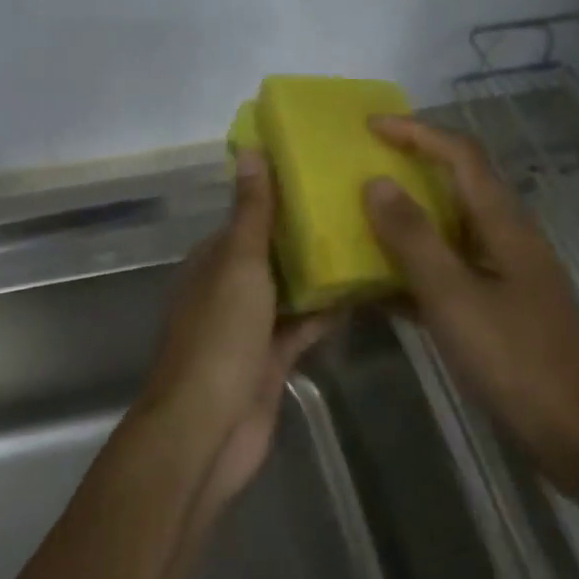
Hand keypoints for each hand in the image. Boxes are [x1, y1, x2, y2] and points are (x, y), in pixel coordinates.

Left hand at [135, 150, 332, 516]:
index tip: (322, 176)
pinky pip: (303, 327)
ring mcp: (250, 328)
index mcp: (213, 262)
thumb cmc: (220, 336)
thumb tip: (249, 150)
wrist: (208, 427)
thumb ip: (251, 212)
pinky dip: (326, 313)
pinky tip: (364, 294)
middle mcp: (229, 290)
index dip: (279, 198)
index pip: (248, 220)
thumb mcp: (238, 264)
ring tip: (370, 241)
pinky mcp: (271, 360)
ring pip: (290, 291)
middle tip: (360, 206)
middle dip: (307, 236)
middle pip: (272, 255)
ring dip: (320, 273)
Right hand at [361, 116, 578, 494]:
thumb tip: (376, 183)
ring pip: (452, 230)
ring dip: (410, 219)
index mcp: (505, 226)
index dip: (417, 133)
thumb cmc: (518, 362)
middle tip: (362, 169)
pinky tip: (383, 287)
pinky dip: (417, 268)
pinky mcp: (502, 310)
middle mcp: (509, 240)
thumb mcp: (455, 298)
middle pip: (459, 185)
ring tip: (362, 220)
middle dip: (412, 168)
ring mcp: (507, 277)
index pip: (461, 156)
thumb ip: (414, 240)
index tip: (369, 128)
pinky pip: (452, 273)